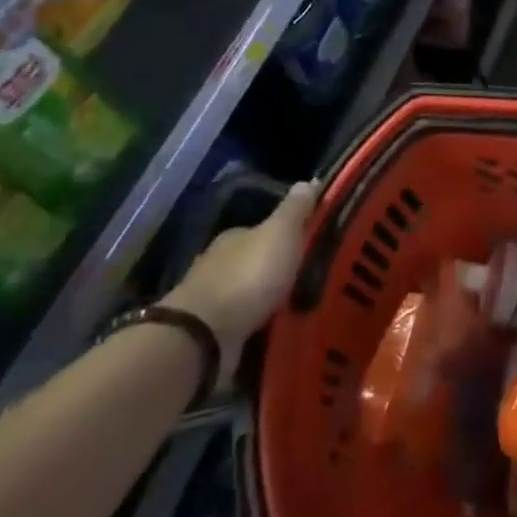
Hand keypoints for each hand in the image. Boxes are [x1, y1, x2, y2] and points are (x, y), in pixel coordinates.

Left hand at [164, 181, 316, 384]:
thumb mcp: (280, 234)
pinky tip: (279, 330)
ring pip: (250, 294)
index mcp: (235, 238)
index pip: (264, 230)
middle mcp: (219, 265)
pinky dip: (260, 326)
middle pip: (255, 261)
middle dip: (279, 269)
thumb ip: (295, 210)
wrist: (203, 336)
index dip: (288, 234)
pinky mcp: (211, 334)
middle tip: (313, 278)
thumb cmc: (247, 277)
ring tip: (302, 307)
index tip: (311, 244)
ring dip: (269, 300)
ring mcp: (213, 301)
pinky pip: (244, 324)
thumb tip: (309, 180)